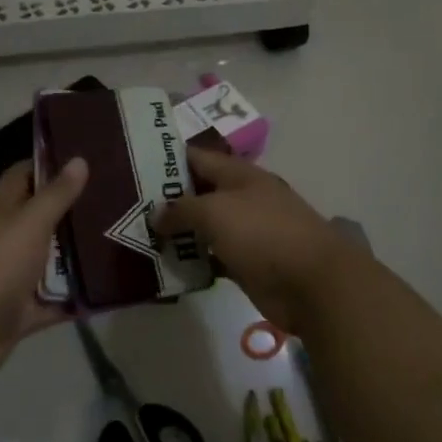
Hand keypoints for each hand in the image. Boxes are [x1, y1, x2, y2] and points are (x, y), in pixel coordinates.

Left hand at [0, 160, 87, 441]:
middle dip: (73, 211)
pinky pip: (56, 302)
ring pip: (51, 262)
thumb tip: (79, 159)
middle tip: (114, 200)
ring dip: (78, 256)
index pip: (22, 177)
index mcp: (2, 214)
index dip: (45, 164)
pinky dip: (76, 299)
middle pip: (42, 220)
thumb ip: (55, 195)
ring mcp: (14, 278)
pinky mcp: (23, 312)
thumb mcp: (29, 224)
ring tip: (120, 241)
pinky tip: (108, 291)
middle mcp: (7, 242)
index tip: (82, 157)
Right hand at [152, 149, 350, 334]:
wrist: (312, 283)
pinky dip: (193, 261)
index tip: (134, 166)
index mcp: (240, 176)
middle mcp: (243, 199)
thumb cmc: (263, 234)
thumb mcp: (216, 211)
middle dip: (168, 200)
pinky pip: (212, 257)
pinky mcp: (247, 263)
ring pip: (205, 227)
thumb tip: (157, 216)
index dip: (168, 159)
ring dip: (178, 233)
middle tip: (129, 207)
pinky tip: (167, 266)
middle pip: (200, 193)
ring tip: (140, 237)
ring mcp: (247, 232)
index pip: (198, 158)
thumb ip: (182, 209)